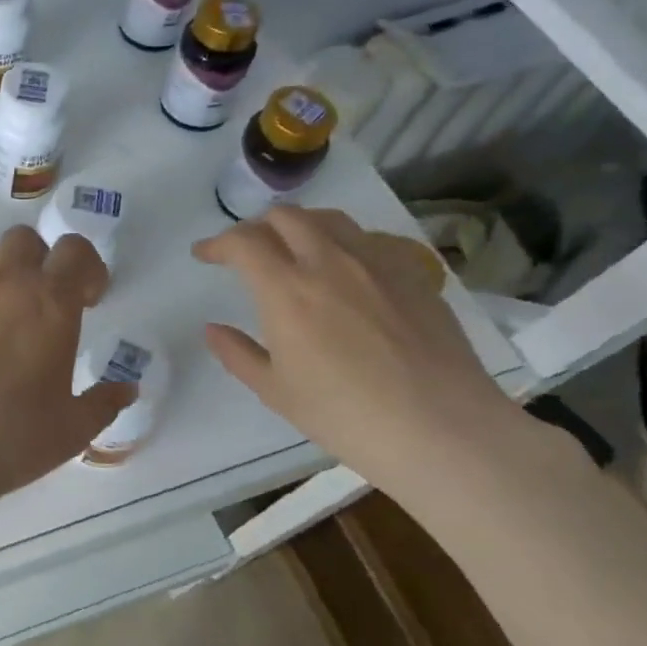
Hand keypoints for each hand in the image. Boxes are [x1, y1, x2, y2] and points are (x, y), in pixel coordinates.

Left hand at [0, 227, 135, 514]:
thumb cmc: (9, 441)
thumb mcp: (72, 430)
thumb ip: (105, 402)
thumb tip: (128, 388)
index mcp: (50, 303)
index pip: (75, 251)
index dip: (86, 268)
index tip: (85, 299)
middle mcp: (4, 280)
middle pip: (24, 240)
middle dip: (36, 262)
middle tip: (35, 302)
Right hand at [193, 206, 518, 488]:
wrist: (442, 428)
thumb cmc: (346, 416)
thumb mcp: (276, 392)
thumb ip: (237, 354)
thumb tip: (213, 329)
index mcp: (287, 290)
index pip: (242, 242)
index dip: (216, 243)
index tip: (204, 255)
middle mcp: (329, 262)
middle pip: (285, 216)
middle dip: (256, 227)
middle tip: (247, 251)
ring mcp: (376, 263)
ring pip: (330, 219)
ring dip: (300, 226)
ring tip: (294, 250)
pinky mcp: (412, 273)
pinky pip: (369, 239)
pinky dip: (343, 243)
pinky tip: (346, 271)